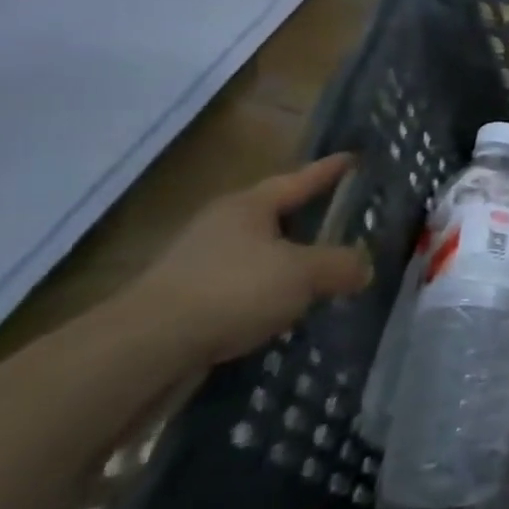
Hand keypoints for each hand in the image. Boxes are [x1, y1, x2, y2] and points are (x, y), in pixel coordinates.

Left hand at [120, 154, 371, 366]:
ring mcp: (198, 265)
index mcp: (248, 207)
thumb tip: (364, 267)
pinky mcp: (186, 303)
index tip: (352, 159)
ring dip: (287, 262)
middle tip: (341, 221)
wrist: (144, 350)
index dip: (328, 171)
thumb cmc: (232, 290)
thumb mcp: (304, 273)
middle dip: (306, 219)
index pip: (298, 180)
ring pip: (258, 255)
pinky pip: (242, 289)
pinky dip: (267, 295)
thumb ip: (341, 264)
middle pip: (274, 216)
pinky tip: (284, 311)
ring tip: (319, 274)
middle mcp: (221, 227)